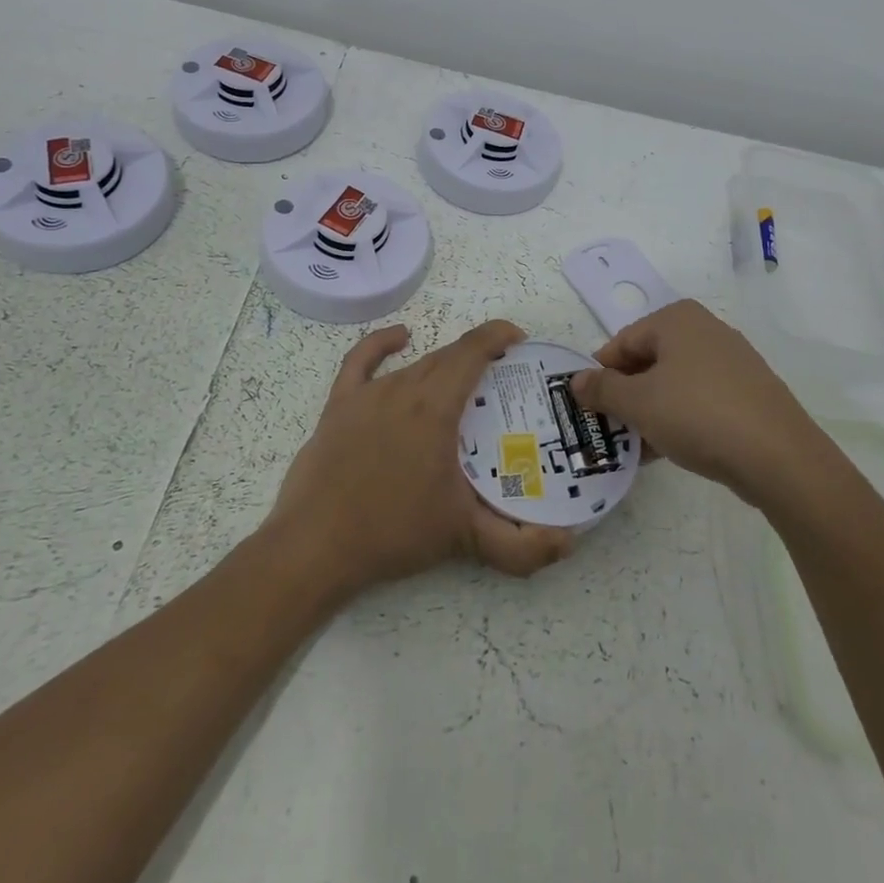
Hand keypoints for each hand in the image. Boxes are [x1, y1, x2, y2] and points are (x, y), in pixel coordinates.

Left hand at [268, 320, 573, 597]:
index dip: (498, 335)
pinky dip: (382, 344)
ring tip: (461, 386)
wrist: (315, 547)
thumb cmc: (393, 532)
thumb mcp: (464, 538)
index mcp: (436, 406)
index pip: (473, 351)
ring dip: (442, 367)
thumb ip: (521, 546)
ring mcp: (368, 394)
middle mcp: (404, 388)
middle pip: (447, 358)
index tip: (519, 339)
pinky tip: (400, 338)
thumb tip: (568, 544)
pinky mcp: (339, 405)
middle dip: (478, 359)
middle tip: (501, 381)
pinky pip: (362, 361)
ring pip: (415, 366)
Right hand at [571, 300, 820, 505]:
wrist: (779, 456)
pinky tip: (671, 449)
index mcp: (677, 319)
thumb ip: (601, 390)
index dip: (601, 375)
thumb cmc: (698, 415)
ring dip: (652, 411)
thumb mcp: (638, 403)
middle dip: (627, 395)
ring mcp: (732, 361)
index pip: (622, 342)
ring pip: (675, 382)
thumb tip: (575, 382)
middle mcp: (706, 329)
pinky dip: (681, 418)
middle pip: (649, 360)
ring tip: (638, 446)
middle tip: (612, 429)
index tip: (590, 409)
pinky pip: (701, 399)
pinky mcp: (749, 392)